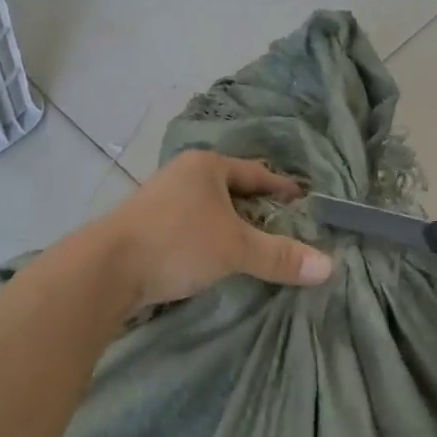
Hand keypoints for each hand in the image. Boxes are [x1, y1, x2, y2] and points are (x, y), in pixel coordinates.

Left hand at [91, 151, 333, 308]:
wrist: (107, 269)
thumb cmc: (177, 243)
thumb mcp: (235, 248)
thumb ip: (279, 256)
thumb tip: (329, 266)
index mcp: (206, 166)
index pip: (256, 173)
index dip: (283, 188)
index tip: (306, 202)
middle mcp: (183, 175)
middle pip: (231, 190)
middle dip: (257, 209)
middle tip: (287, 228)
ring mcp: (161, 200)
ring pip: (209, 210)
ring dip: (231, 227)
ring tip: (256, 247)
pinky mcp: (147, 227)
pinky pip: (191, 228)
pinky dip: (210, 240)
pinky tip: (218, 259)